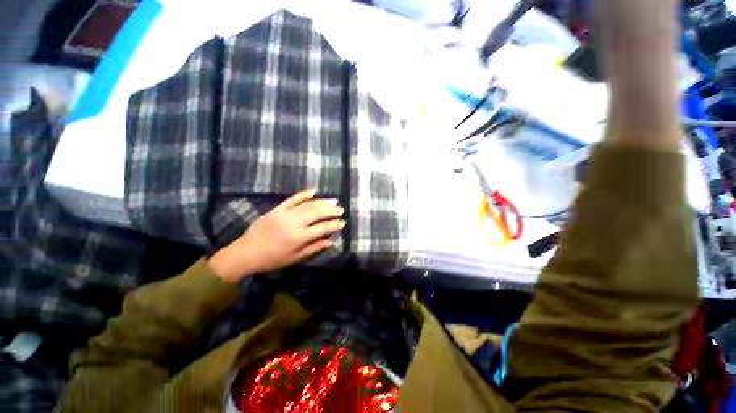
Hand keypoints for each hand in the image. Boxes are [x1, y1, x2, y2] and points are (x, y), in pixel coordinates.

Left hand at [208, 189, 345, 282]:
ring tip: (333, 200)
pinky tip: (314, 191)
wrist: (246, 252)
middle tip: (341, 209)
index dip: (335, 225)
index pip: (323, 228)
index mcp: (300, 237)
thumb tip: (331, 241)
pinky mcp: (278, 209)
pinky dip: (304, 194)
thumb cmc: (273, 259)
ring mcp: (286, 213)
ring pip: (308, 205)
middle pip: (318, 213)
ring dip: (322, 202)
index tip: (343, 222)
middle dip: (331, 211)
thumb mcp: (295, 257)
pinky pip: (293, 199)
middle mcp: (295, 223)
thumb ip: (314, 248)